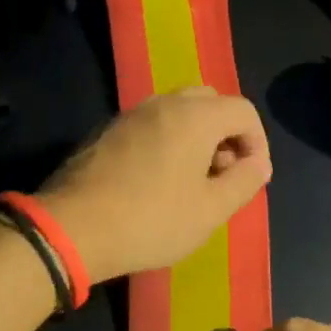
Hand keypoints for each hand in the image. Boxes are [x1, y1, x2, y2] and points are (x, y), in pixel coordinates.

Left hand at [36, 87, 270, 282]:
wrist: (73, 228)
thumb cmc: (150, 220)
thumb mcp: (209, 211)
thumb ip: (244, 182)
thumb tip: (258, 164)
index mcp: (194, 116)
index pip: (243, 110)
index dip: (257, 142)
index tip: (250, 177)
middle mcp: (163, 103)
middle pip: (209, 102)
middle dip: (226, 134)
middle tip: (222, 174)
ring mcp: (130, 114)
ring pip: (177, 111)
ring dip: (195, 137)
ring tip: (190, 181)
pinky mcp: (106, 130)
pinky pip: (150, 124)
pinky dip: (166, 141)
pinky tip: (156, 180)